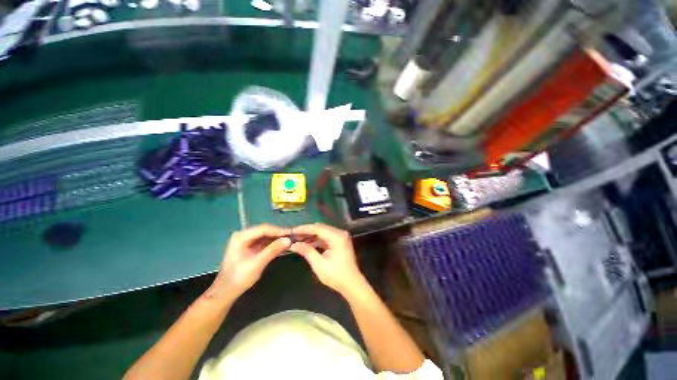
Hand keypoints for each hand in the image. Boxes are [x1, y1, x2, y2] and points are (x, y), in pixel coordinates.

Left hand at [207, 224, 290, 300]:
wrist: (226, 292)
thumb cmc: (239, 278)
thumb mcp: (257, 264)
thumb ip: (272, 250)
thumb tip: (288, 240)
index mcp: (241, 237)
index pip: (264, 229)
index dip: (278, 230)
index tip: (291, 233)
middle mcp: (243, 235)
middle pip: (265, 231)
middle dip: (278, 234)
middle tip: (292, 237)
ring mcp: (246, 240)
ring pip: (265, 235)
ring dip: (276, 238)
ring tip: (289, 241)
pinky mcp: (249, 246)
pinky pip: (263, 241)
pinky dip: (272, 243)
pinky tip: (281, 245)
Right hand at [289, 223, 366, 297]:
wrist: (352, 284)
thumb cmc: (336, 275)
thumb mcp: (319, 264)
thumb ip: (307, 251)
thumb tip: (293, 244)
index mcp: (337, 236)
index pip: (317, 228)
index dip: (304, 229)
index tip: (292, 231)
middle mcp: (340, 233)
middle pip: (320, 228)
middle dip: (307, 231)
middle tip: (293, 235)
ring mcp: (341, 237)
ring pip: (323, 232)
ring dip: (311, 236)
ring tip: (298, 240)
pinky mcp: (340, 242)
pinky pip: (326, 237)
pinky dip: (317, 240)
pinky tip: (308, 243)